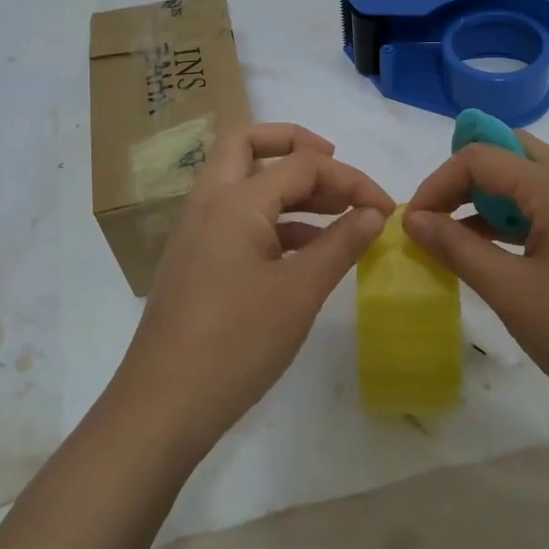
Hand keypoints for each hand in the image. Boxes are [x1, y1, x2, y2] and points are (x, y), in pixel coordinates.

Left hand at [114, 123, 392, 454]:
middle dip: (294, 143)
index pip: (301, 164)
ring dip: (287, 187)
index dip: (349, 179)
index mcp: (234, 200)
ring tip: (335, 213)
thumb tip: (374, 212)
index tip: (384, 207)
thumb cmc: (237, 342)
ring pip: (242, 182)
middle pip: (247, 144)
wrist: (164, 404)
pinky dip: (273, 220)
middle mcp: (209, 203)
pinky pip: (237, 219)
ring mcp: (196, 231)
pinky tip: (307, 251)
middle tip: (333, 163)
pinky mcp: (195, 260)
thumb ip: (341, 244)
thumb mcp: (300, 292)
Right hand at [404, 133, 548, 429]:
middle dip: (467, 177)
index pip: (485, 157)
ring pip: (533, 178)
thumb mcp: (510, 292)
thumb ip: (456, 247)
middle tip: (440, 216)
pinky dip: (518, 217)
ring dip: (492, 197)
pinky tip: (499, 252)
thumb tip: (412, 218)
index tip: (415, 221)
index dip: (440, 182)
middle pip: (513, 152)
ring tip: (461, 238)